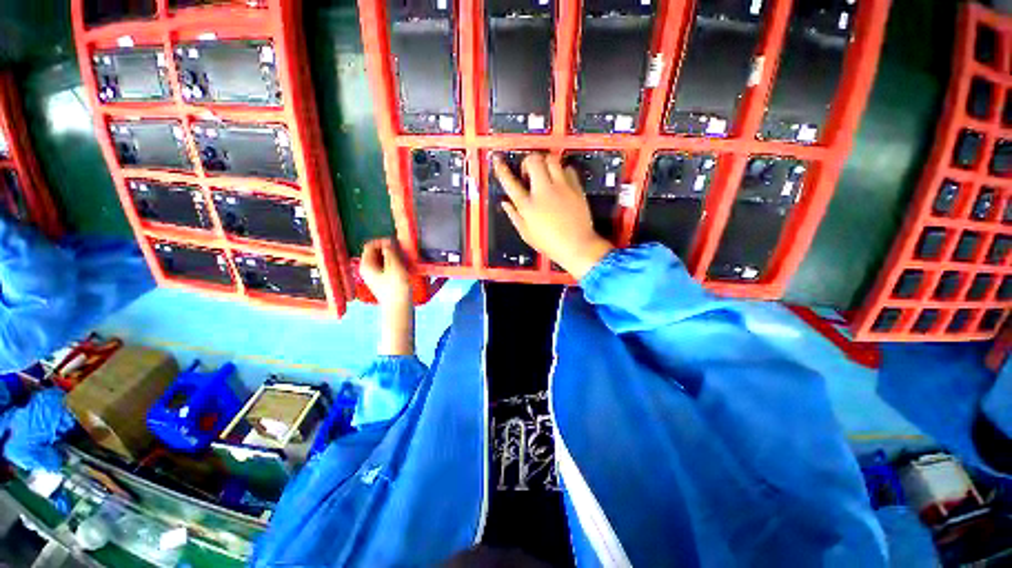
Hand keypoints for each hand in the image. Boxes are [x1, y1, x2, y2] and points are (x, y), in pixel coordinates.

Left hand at [360, 239, 414, 354]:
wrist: (399, 308)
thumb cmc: (397, 288)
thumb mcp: (395, 266)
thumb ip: (390, 252)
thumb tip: (388, 242)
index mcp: (366, 265)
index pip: (370, 245)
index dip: (383, 241)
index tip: (396, 243)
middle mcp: (367, 269)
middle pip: (375, 252)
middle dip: (388, 249)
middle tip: (401, 251)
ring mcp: (373, 275)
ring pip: (381, 259)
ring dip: (392, 256)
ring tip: (403, 259)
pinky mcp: (381, 280)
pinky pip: (385, 266)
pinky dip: (393, 264)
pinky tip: (402, 268)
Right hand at [493, 153, 613, 279]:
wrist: (577, 246)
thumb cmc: (551, 243)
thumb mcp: (527, 234)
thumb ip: (514, 216)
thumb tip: (506, 203)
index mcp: (528, 206)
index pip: (510, 182)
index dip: (501, 169)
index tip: (497, 160)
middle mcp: (544, 192)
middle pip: (533, 161)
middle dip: (527, 162)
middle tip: (528, 173)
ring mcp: (561, 188)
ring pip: (551, 159)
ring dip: (544, 163)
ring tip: (544, 175)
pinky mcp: (576, 188)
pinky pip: (568, 168)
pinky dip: (561, 171)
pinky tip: (559, 182)